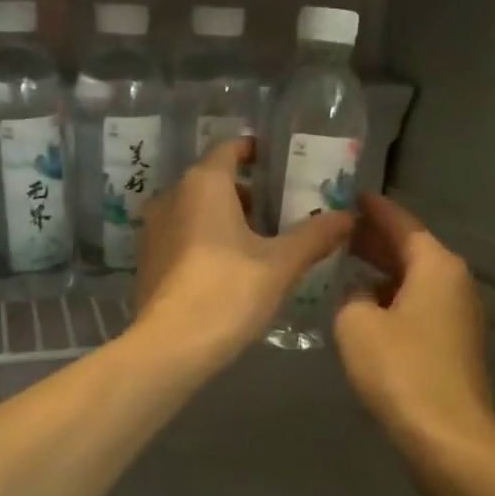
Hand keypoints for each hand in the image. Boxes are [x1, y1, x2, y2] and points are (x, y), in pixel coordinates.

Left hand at [133, 138, 353, 370]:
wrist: (171, 346)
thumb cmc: (228, 292)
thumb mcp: (281, 264)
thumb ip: (315, 236)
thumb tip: (348, 216)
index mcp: (203, 184)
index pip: (229, 148)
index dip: (254, 150)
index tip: (278, 162)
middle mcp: (171, 197)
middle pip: (211, 180)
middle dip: (244, 191)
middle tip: (278, 209)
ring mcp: (152, 229)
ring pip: (193, 209)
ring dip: (222, 217)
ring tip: (257, 241)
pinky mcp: (146, 260)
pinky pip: (180, 236)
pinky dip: (203, 240)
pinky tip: (227, 268)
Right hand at [334, 193, 494, 467]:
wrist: (447, 438)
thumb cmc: (400, 370)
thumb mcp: (356, 324)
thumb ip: (350, 295)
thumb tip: (359, 293)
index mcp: (435, 265)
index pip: (401, 222)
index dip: (372, 208)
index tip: (347, 194)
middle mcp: (454, 282)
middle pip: (411, 249)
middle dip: (374, 238)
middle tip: (336, 228)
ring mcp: (458, 315)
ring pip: (414, 279)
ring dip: (381, 270)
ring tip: (343, 263)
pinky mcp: (453, 345)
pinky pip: (418, 305)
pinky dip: (392, 297)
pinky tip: (364, 306)